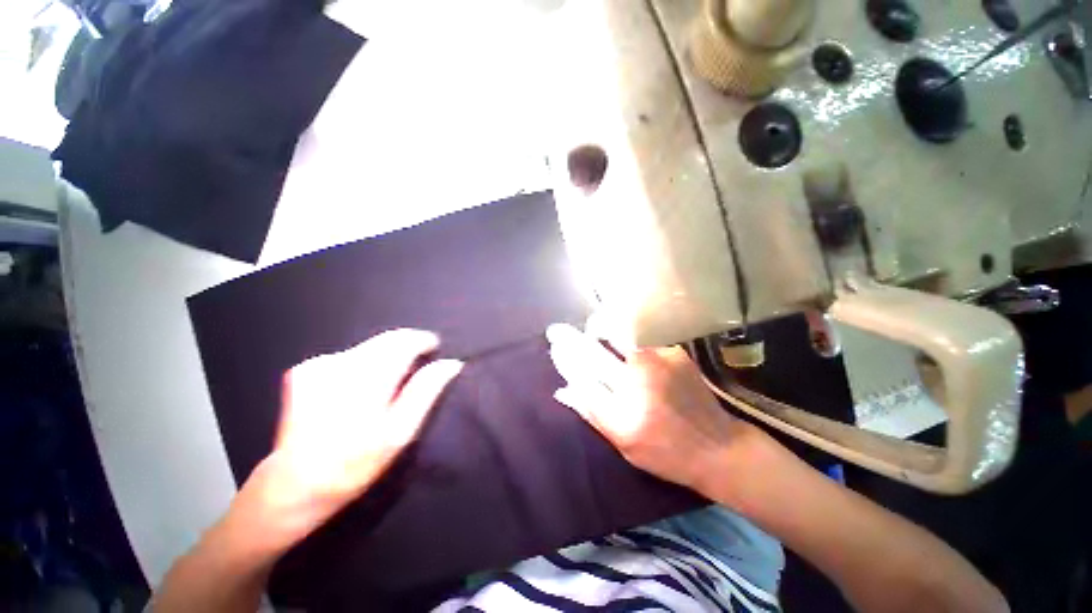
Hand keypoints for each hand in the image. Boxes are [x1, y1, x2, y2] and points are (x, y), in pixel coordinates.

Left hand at [235, 329, 462, 552]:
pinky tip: (357, 389)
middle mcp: (341, 365)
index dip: (424, 341)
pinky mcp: (305, 369)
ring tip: (385, 387)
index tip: (433, 349)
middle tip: (412, 373)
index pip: (404, 341)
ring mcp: (319, 365)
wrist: (294, 484)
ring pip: (370, 346)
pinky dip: (363, 364)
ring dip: (385, 358)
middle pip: (387, 339)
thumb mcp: (400, 433)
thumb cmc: (355, 463)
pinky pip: (349, 355)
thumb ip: (426, 391)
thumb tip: (451, 363)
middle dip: (405, 349)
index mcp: (367, 380)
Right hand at [546, 323, 755, 492]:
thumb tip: (563, 391)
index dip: (566, 355)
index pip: (584, 370)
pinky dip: (629, 344)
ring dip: (602, 333)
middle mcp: (640, 376)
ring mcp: (660, 359)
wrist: (721, 447)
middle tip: (561, 332)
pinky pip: (642, 341)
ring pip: (620, 335)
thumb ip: (592, 412)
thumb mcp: (624, 442)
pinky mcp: (675, 352)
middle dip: (576, 336)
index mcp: (625, 405)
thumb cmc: (667, 453)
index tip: (553, 343)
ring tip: (593, 337)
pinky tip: (632, 355)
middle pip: (599, 345)